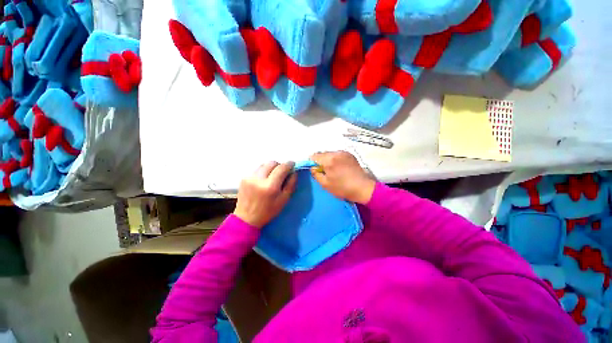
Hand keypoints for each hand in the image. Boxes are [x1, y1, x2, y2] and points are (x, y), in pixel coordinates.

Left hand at [233, 161, 296, 228]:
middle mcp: (258, 179)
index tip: (293, 164)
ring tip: (272, 176)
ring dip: (270, 168)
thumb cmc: (268, 211)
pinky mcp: (244, 178)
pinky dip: (263, 172)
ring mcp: (249, 177)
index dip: (289, 164)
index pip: (281, 168)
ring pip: (264, 164)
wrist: (246, 218)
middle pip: (272, 163)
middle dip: (279, 165)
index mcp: (270, 186)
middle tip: (282, 172)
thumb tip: (294, 172)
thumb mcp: (284, 200)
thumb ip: (291, 184)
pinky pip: (257, 169)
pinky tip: (263, 180)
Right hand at [310, 151, 375, 203]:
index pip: (314, 156)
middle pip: (322, 153)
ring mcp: (344, 152)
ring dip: (328, 160)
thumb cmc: (342, 188)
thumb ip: (316, 174)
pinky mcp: (350, 154)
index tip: (316, 170)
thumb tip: (313, 167)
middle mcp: (336, 153)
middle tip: (324, 172)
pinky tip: (340, 168)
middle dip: (320, 161)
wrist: (363, 188)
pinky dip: (336, 159)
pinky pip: (338, 154)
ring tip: (333, 170)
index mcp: (329, 160)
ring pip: (330, 154)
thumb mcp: (325, 184)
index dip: (312, 163)